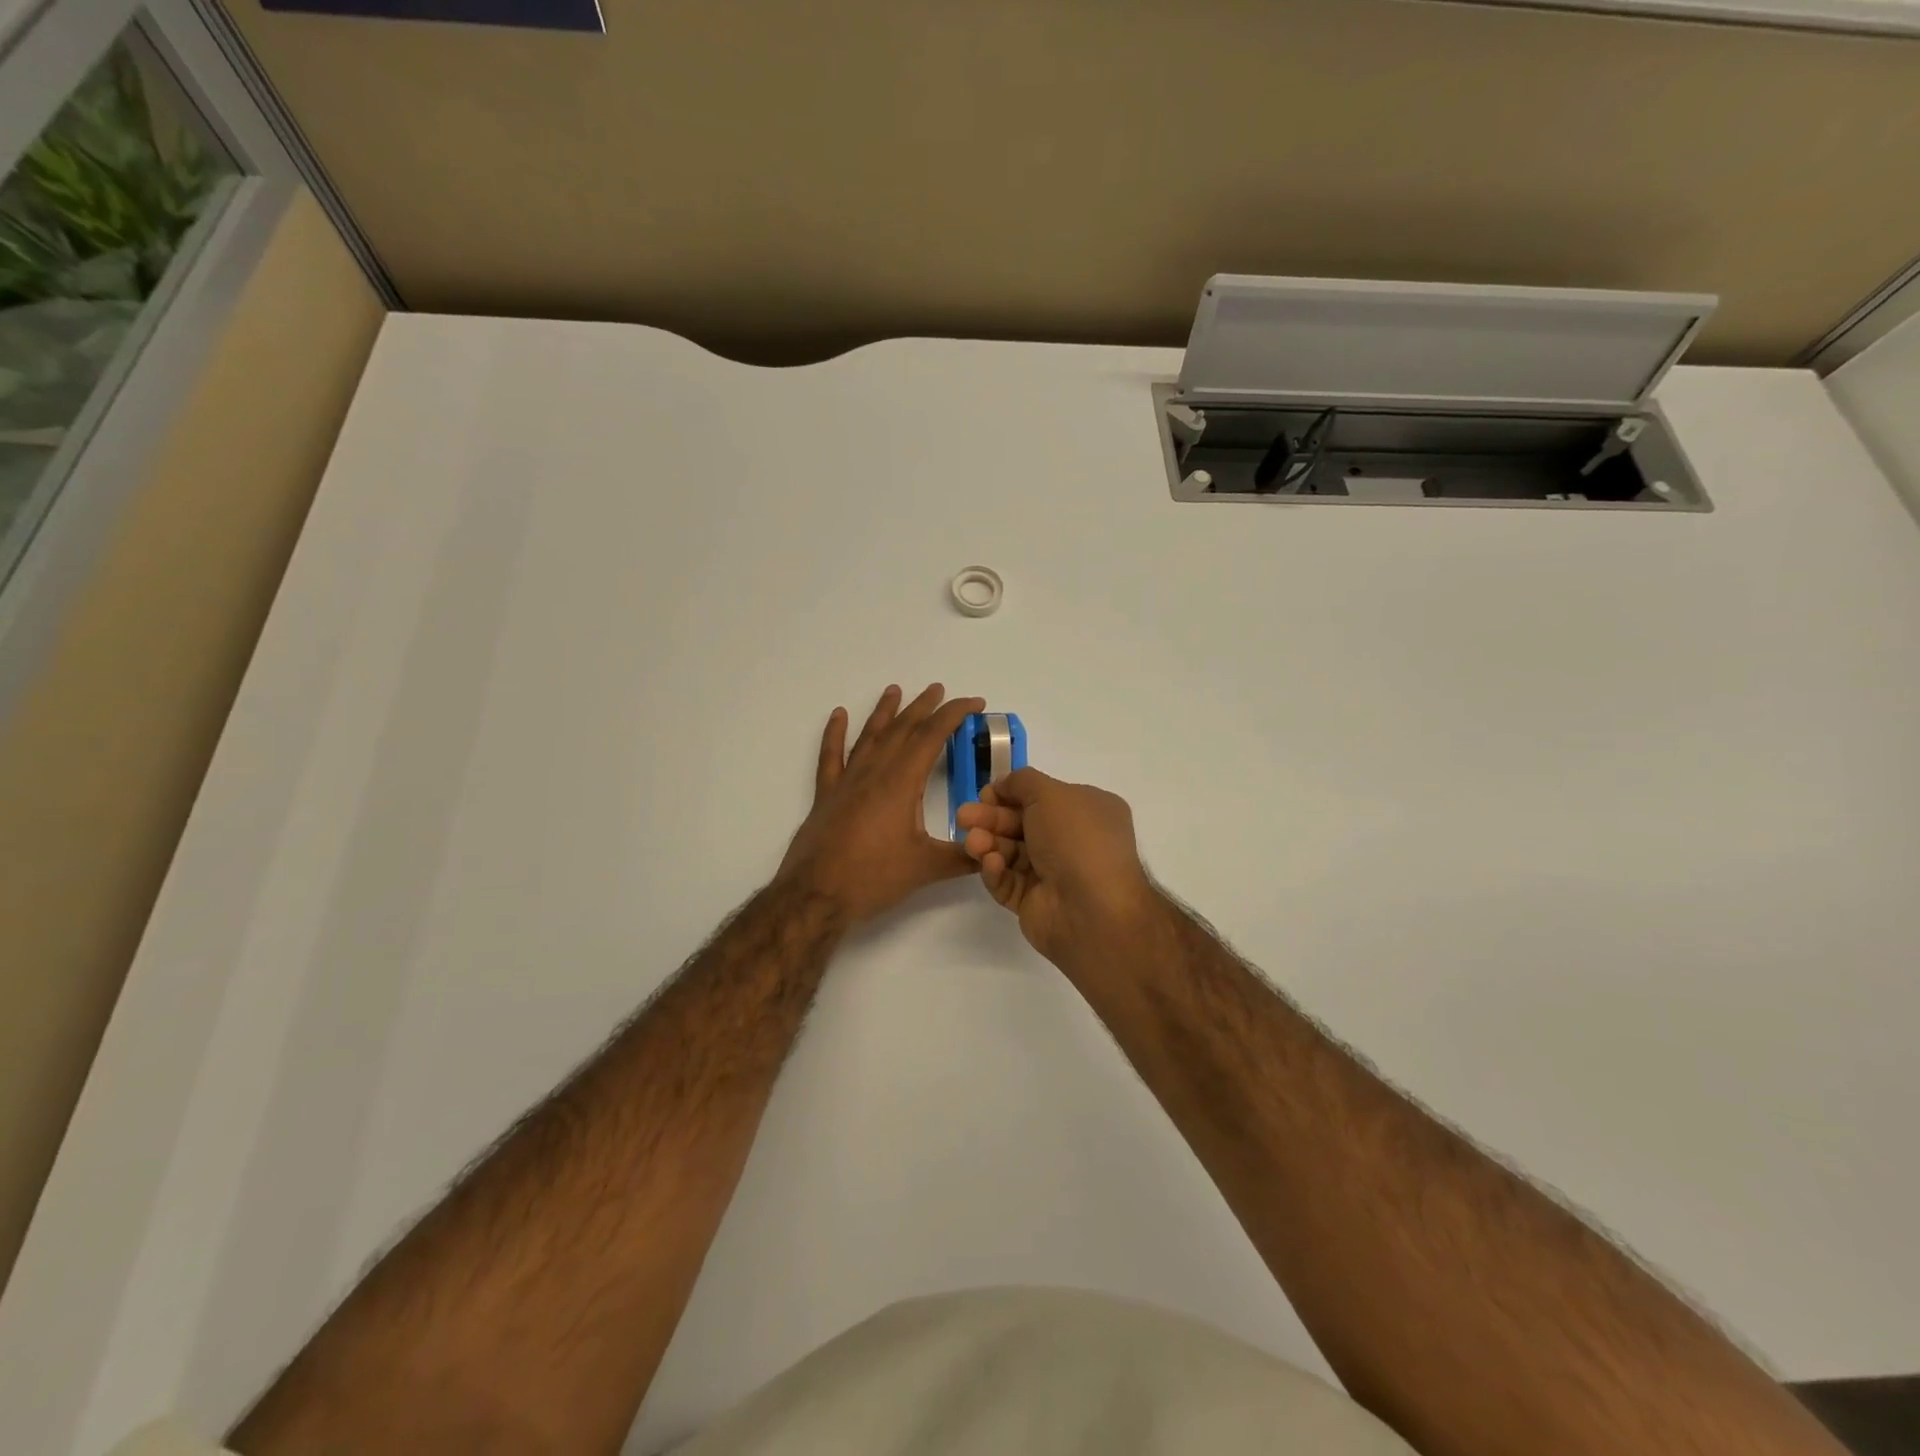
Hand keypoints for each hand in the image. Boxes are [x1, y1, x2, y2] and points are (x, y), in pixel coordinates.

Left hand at [777, 684, 984, 925]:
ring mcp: (846, 782)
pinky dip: (834, 734)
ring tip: (895, 690)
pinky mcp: (826, 795)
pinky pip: (830, 756)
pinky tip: (838, 715)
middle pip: (901, 730)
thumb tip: (991, 848)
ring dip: (885, 712)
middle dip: (924, 707)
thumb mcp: (925, 868)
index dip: (954, 715)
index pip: (931, 737)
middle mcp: (873, 773)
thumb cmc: (872, 878)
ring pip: (869, 736)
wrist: (815, 896)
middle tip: (939, 689)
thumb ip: (962, 856)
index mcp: (900, 783)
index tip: (974, 703)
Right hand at [956, 768, 1159, 969]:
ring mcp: (1053, 873)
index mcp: (1087, 811)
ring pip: (1010, 852)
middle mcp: (1073, 840)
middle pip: (1021, 823)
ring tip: (973, 843)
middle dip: (990, 818)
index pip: (1042, 797)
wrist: (1092, 909)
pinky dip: (996, 870)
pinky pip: (1008, 881)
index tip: (986, 795)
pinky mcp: (1034, 902)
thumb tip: (1003, 786)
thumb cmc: (1077, 839)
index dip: (1011, 793)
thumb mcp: (1051, 794)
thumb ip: (1022, 782)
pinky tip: (991, 863)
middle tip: (963, 817)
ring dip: (989, 843)